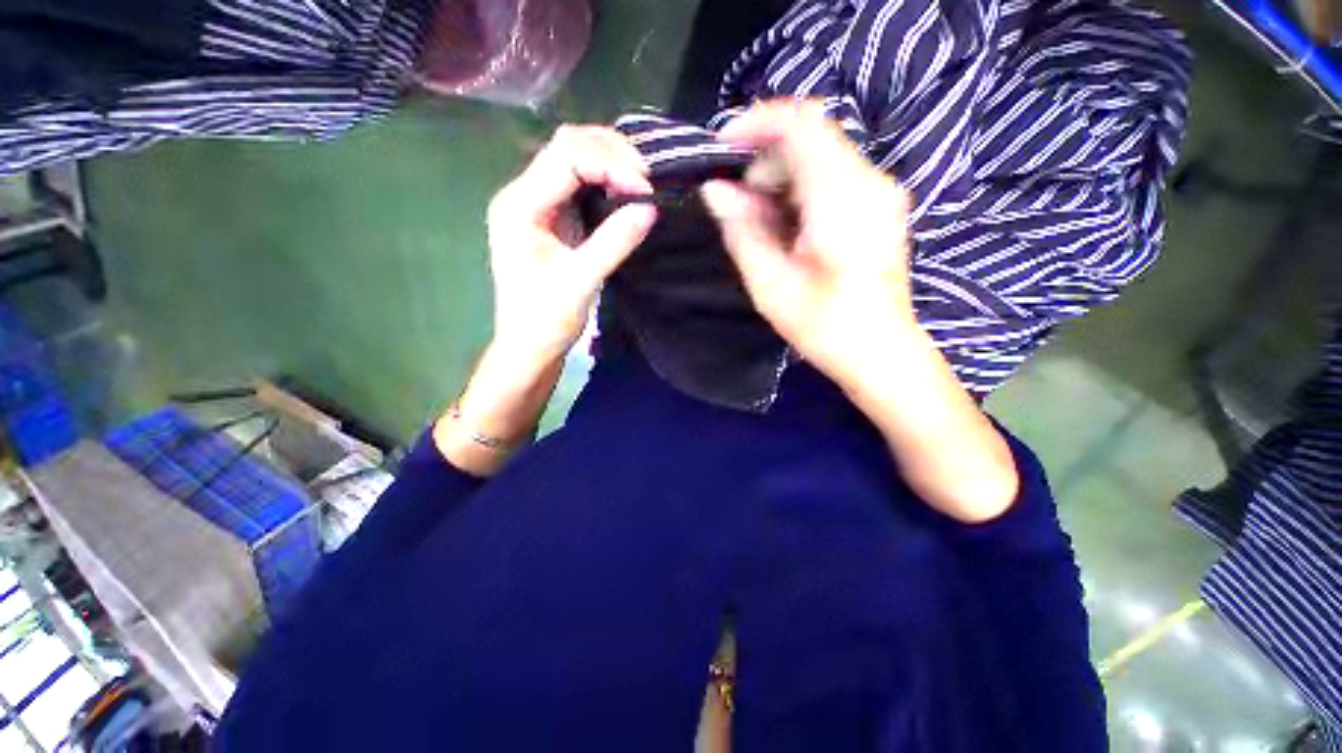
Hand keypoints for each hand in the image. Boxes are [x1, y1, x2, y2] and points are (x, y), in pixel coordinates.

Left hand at [486, 125, 657, 369]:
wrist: (530, 345)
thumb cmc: (546, 318)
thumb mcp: (582, 281)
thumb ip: (614, 242)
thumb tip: (651, 208)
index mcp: (520, 206)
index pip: (566, 159)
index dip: (609, 164)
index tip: (645, 189)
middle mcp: (523, 195)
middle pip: (566, 147)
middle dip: (610, 153)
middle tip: (647, 177)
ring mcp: (538, 205)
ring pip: (572, 159)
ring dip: (608, 161)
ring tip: (640, 179)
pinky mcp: (553, 218)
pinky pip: (579, 184)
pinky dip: (605, 180)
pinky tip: (625, 189)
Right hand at [703, 101, 1018, 522]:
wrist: (882, 353)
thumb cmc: (825, 327)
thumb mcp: (771, 284)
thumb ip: (742, 231)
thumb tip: (715, 190)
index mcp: (842, 197)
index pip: (800, 123)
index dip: (755, 123)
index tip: (720, 149)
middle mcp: (870, 180)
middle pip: (809, 138)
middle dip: (763, 162)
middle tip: (737, 206)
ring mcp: (880, 192)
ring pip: (819, 157)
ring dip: (780, 179)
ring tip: (760, 224)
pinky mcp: (879, 206)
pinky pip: (832, 177)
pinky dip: (799, 191)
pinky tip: (787, 229)